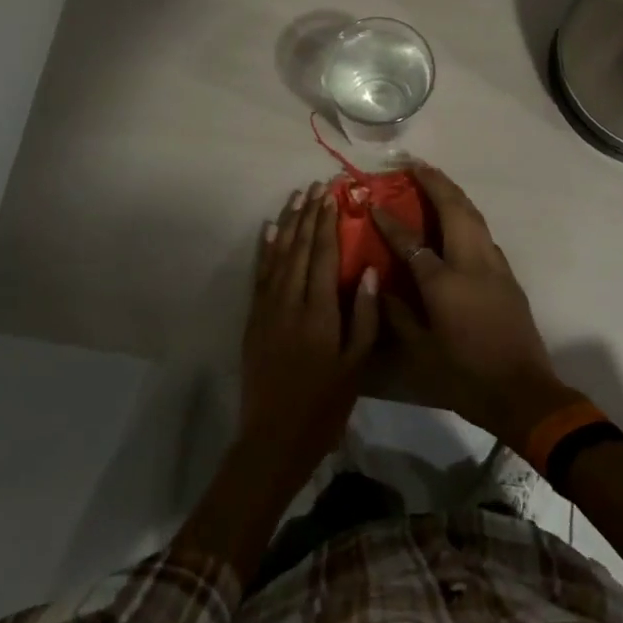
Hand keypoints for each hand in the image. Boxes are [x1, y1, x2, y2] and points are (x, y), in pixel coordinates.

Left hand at [238, 181, 380, 492]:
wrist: (274, 436)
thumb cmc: (324, 403)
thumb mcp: (356, 365)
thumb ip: (365, 317)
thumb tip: (369, 270)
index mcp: (320, 311)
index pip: (325, 255)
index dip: (329, 222)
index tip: (333, 195)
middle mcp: (290, 301)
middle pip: (301, 247)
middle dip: (310, 214)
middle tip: (318, 186)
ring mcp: (267, 307)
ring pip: (279, 254)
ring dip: (289, 223)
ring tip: (297, 196)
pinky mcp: (253, 318)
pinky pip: (260, 274)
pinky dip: (266, 249)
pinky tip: (270, 229)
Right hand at [370, 164, 580, 445]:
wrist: (523, 393)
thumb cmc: (465, 376)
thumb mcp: (420, 353)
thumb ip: (397, 315)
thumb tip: (380, 286)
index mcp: (445, 282)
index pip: (412, 242)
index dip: (390, 221)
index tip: (374, 202)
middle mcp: (472, 263)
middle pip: (455, 209)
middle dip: (435, 183)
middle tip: (415, 164)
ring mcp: (494, 266)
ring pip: (474, 216)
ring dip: (454, 194)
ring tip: (435, 180)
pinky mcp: (507, 276)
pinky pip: (483, 233)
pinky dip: (467, 215)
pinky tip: (457, 219)